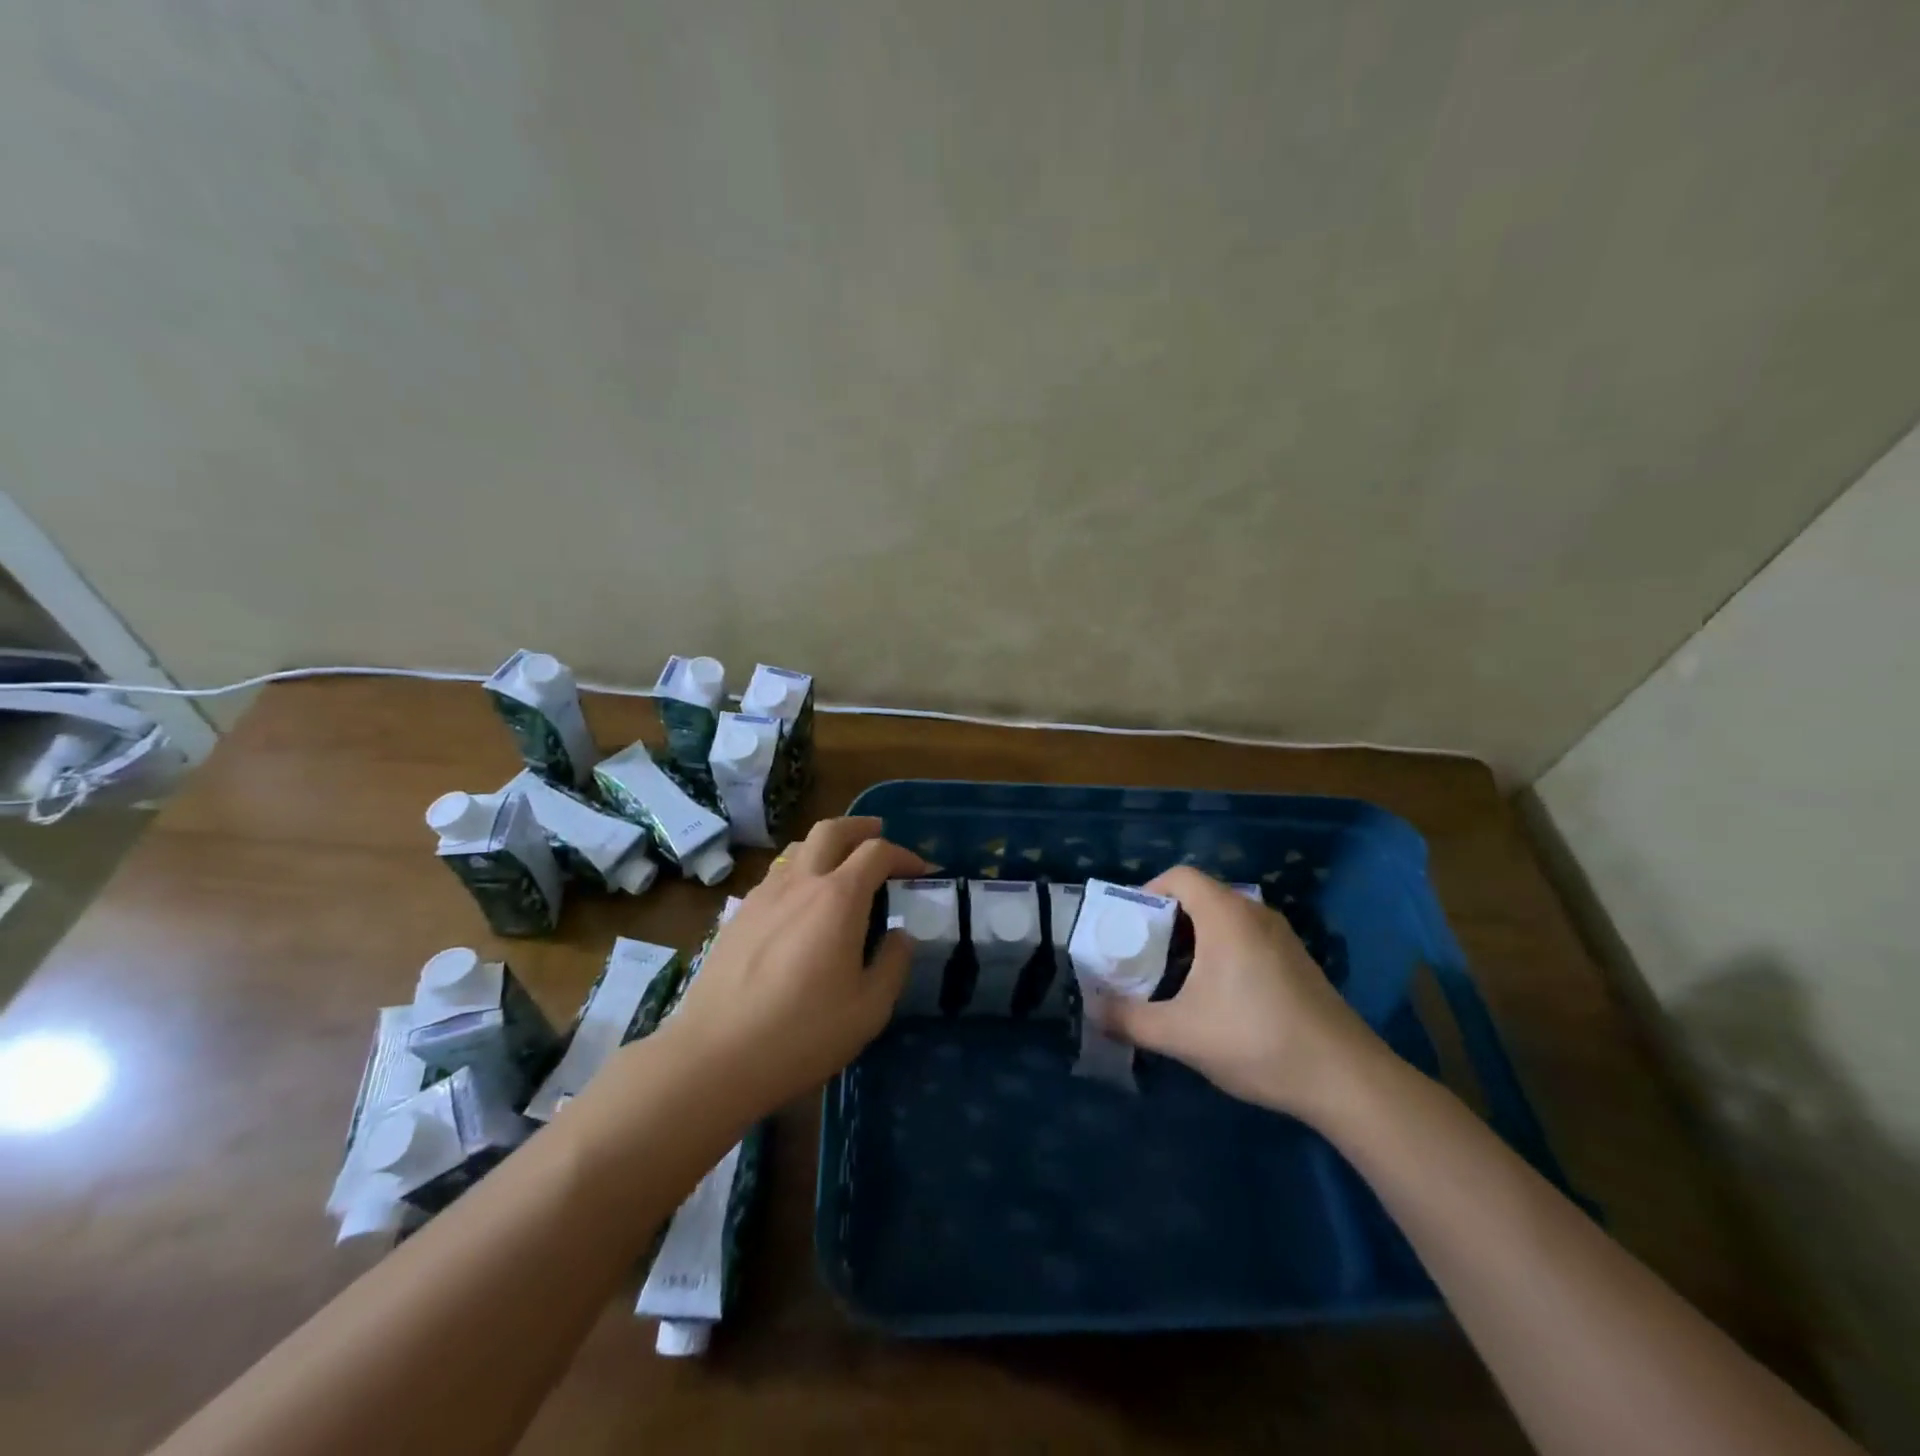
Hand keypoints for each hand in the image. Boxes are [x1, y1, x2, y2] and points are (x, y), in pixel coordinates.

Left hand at [660, 817, 927, 1117]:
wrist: (715, 1056)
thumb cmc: (802, 1034)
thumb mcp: (869, 1009)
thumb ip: (893, 964)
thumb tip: (900, 935)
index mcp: (838, 898)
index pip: (877, 853)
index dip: (904, 855)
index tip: (921, 871)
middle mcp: (800, 883)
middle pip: (831, 830)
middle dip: (860, 827)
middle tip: (878, 834)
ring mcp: (763, 896)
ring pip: (797, 848)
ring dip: (825, 844)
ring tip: (839, 863)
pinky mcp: (737, 915)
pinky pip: (774, 875)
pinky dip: (797, 871)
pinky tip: (799, 901)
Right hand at [1092, 866, 1381, 1121]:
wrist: (1346, 1079)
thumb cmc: (1256, 1040)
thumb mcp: (1181, 1034)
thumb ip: (1129, 1020)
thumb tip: (1093, 1012)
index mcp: (1226, 915)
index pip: (1178, 876)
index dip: (1146, 892)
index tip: (1127, 927)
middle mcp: (1254, 913)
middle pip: (1199, 896)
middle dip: (1164, 920)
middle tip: (1141, 954)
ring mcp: (1281, 936)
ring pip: (1223, 919)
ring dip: (1192, 938)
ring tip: (1171, 976)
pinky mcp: (1296, 961)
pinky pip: (1245, 938)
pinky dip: (1220, 951)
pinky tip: (1215, 995)